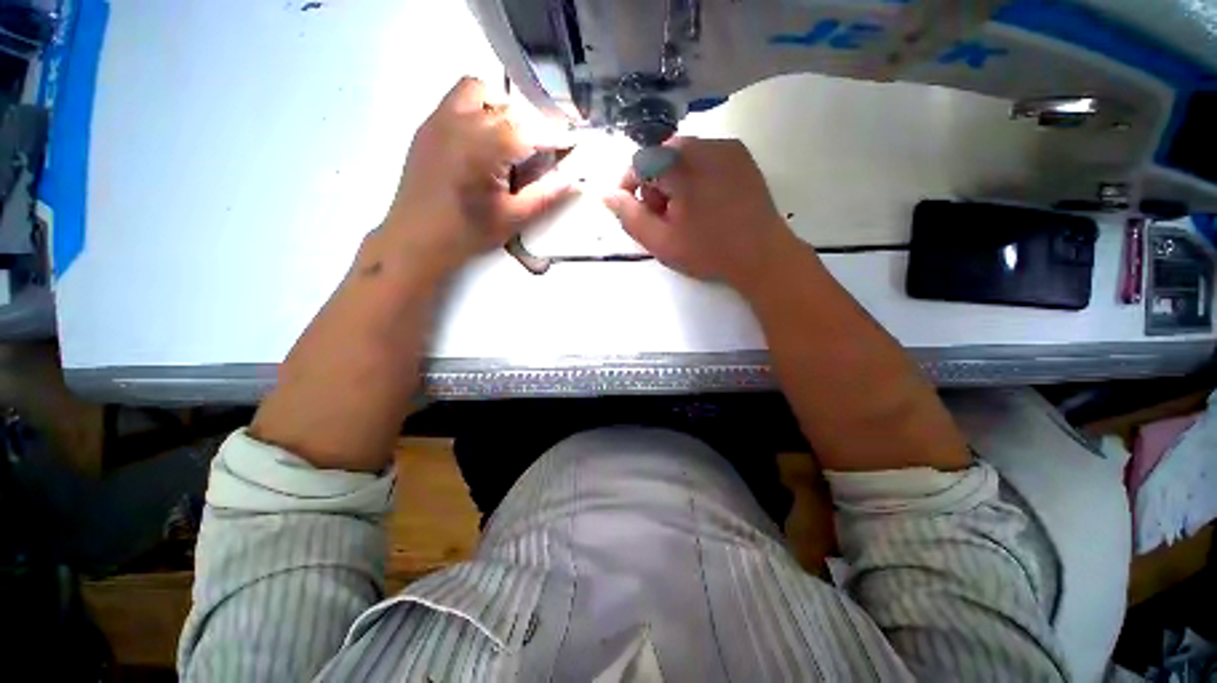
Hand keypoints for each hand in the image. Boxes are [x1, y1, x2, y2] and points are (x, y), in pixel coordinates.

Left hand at [382, 77, 572, 282]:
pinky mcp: (428, 125)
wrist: (417, 237)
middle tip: (541, 153)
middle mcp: (462, 123)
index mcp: (485, 149)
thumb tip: (574, 180)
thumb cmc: (468, 233)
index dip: (555, 137)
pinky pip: (457, 99)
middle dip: (532, 126)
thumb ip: (546, 196)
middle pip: (509, 109)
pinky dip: (478, 108)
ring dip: (502, 108)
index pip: (530, 131)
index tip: (571, 145)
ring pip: (479, 91)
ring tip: (509, 139)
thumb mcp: (513, 218)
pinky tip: (483, 140)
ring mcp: (440, 119)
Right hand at [603, 137, 797, 291]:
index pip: (640, 162)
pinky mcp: (742, 156)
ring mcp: (727, 148)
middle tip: (663, 217)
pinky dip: (695, 176)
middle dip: (654, 184)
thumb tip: (605, 194)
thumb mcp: (660, 241)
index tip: (634, 211)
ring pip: (683, 156)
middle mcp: (704, 145)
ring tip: (684, 213)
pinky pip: (706, 158)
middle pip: (661, 156)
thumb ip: (629, 216)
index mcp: (681, 166)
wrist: (763, 255)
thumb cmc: (708, 251)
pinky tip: (704, 203)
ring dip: (674, 180)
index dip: (630, 186)